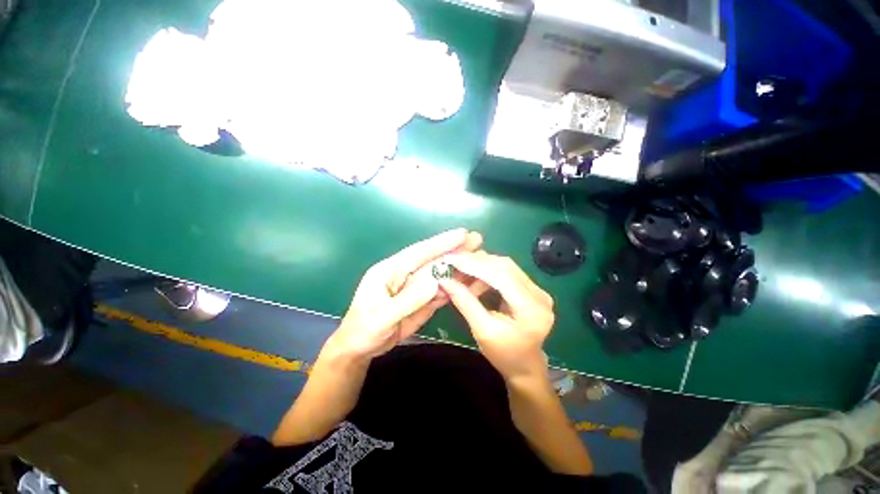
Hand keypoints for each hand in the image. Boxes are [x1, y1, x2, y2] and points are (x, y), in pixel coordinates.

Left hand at [332, 229, 481, 359]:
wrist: (360, 348)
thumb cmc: (363, 331)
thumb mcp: (381, 318)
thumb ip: (407, 301)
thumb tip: (435, 282)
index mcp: (390, 270)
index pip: (419, 253)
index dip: (441, 243)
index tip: (462, 234)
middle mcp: (405, 274)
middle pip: (433, 260)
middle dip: (455, 250)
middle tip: (478, 240)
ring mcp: (415, 287)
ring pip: (440, 274)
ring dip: (459, 267)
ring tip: (480, 259)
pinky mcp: (422, 300)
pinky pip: (441, 291)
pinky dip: (455, 286)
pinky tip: (469, 282)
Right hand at [439, 252, 554, 381]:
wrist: (524, 366)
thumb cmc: (504, 354)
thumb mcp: (482, 331)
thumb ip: (465, 303)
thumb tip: (445, 281)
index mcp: (531, 309)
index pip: (502, 276)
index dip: (476, 265)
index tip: (452, 260)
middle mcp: (539, 294)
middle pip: (505, 267)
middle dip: (477, 262)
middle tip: (453, 263)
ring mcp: (537, 290)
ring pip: (505, 266)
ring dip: (481, 267)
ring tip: (462, 275)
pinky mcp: (531, 289)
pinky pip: (507, 272)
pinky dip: (487, 273)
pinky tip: (474, 280)